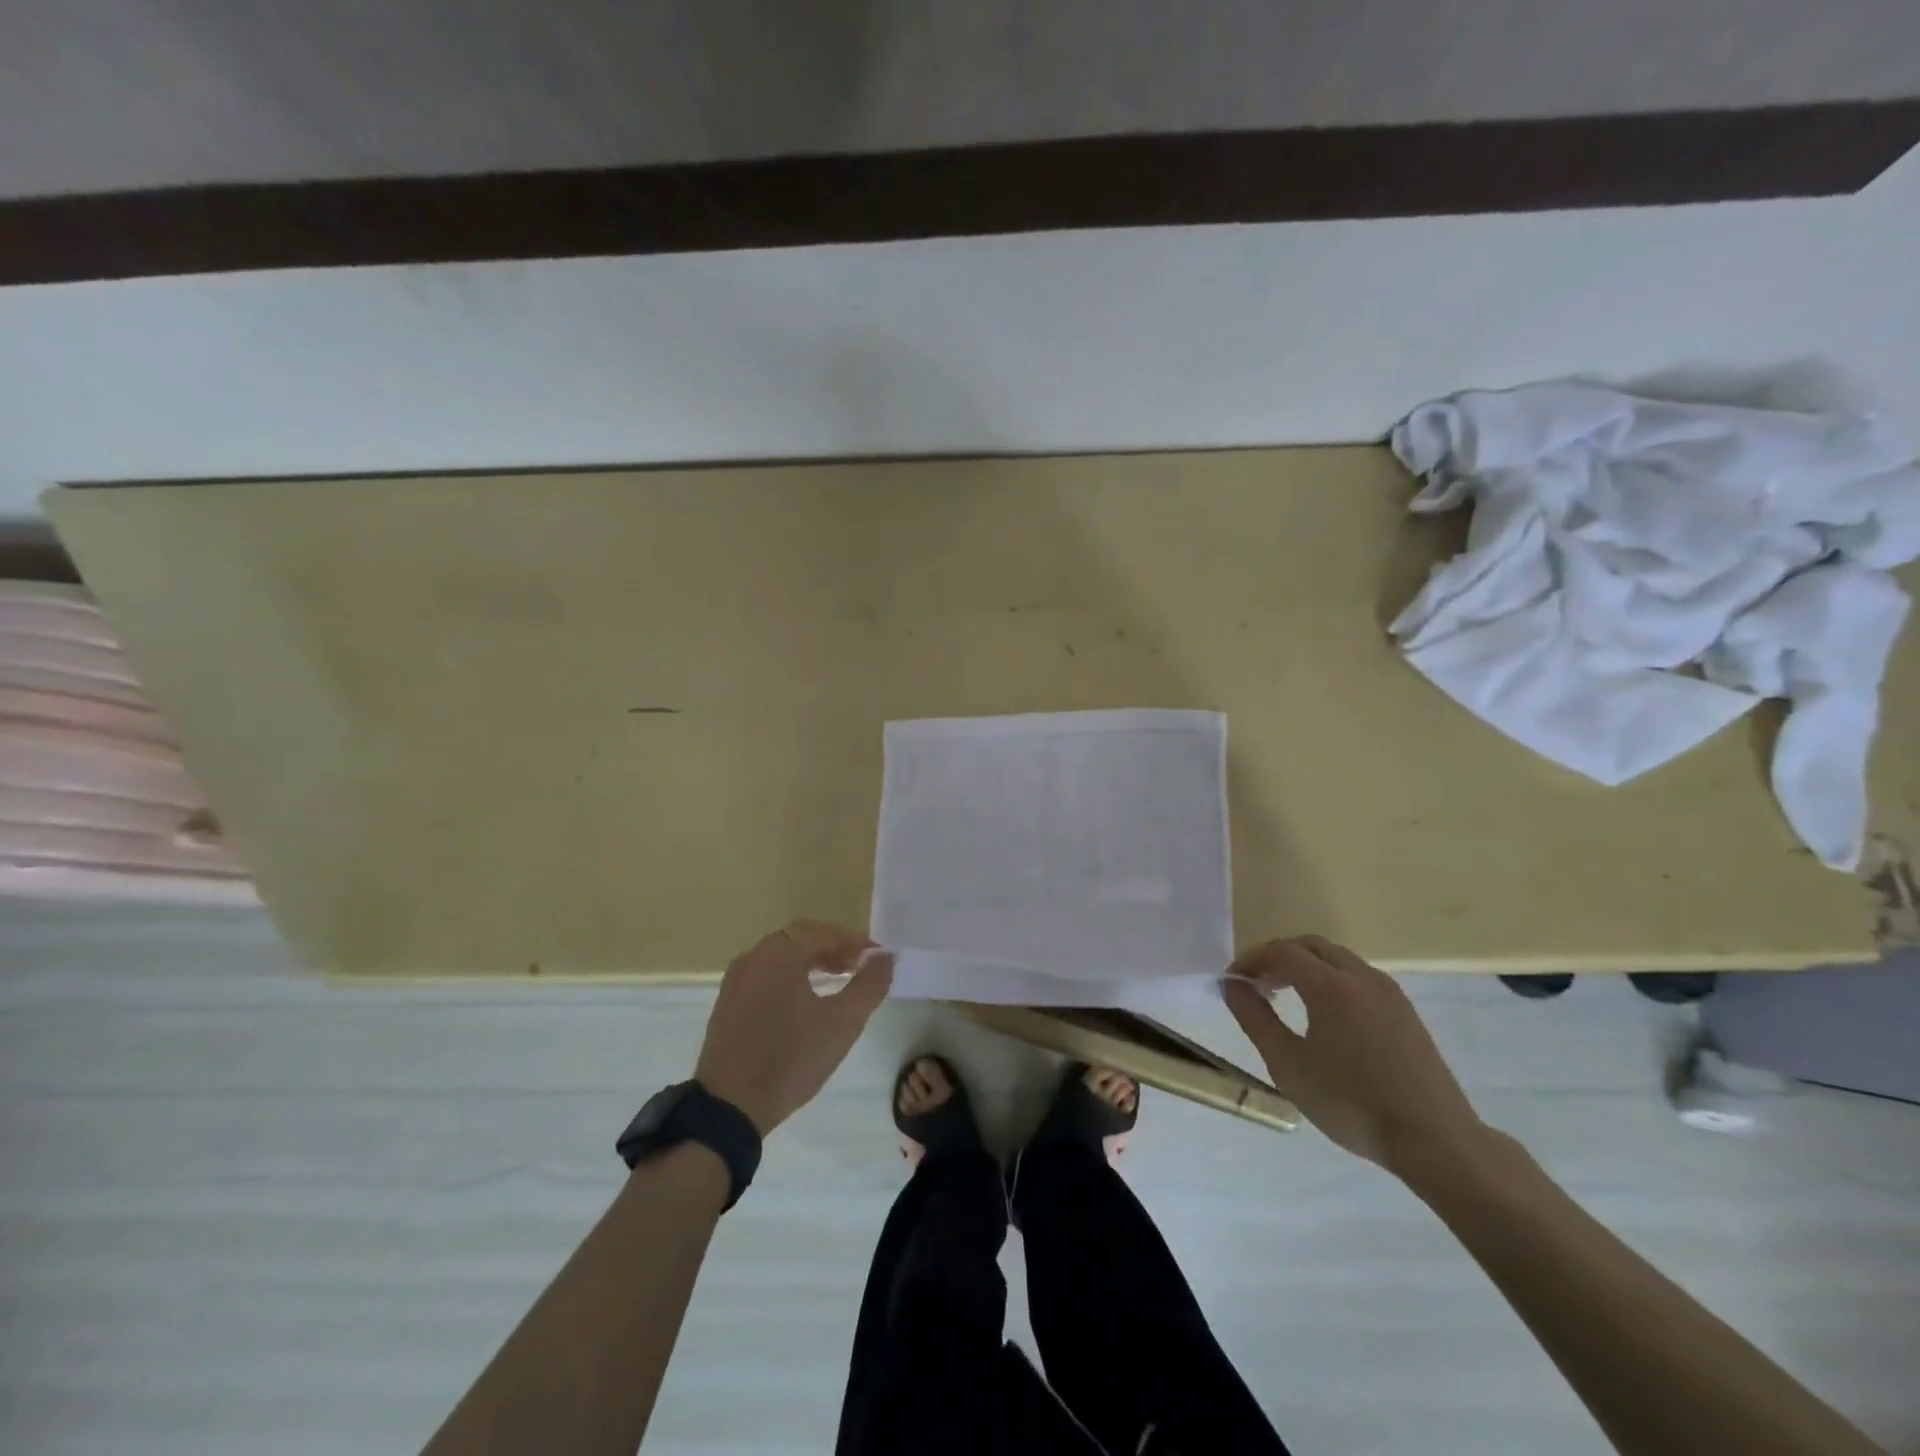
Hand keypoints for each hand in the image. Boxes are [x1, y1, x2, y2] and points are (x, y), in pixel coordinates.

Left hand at [694, 920, 894, 1135]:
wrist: (729, 1107)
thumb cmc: (791, 1059)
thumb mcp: (842, 1023)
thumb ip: (870, 984)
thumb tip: (887, 956)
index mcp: (780, 953)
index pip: (825, 933)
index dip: (856, 941)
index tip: (879, 957)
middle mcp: (755, 956)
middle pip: (801, 938)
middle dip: (834, 948)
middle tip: (859, 967)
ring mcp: (737, 978)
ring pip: (781, 956)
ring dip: (812, 961)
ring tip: (837, 980)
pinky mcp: (728, 1001)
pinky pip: (765, 974)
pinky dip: (789, 976)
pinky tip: (803, 1001)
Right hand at [1223, 935, 1482, 1174]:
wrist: (1436, 1141)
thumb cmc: (1352, 1103)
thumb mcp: (1289, 1065)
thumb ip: (1255, 1019)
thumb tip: (1232, 985)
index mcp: (1330, 985)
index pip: (1281, 951)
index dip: (1251, 959)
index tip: (1233, 981)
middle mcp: (1361, 976)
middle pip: (1311, 946)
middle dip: (1278, 958)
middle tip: (1258, 986)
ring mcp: (1389, 992)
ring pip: (1337, 959)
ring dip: (1306, 967)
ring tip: (1287, 999)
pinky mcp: (1406, 1012)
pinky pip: (1359, 977)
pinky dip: (1332, 980)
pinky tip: (1327, 1017)